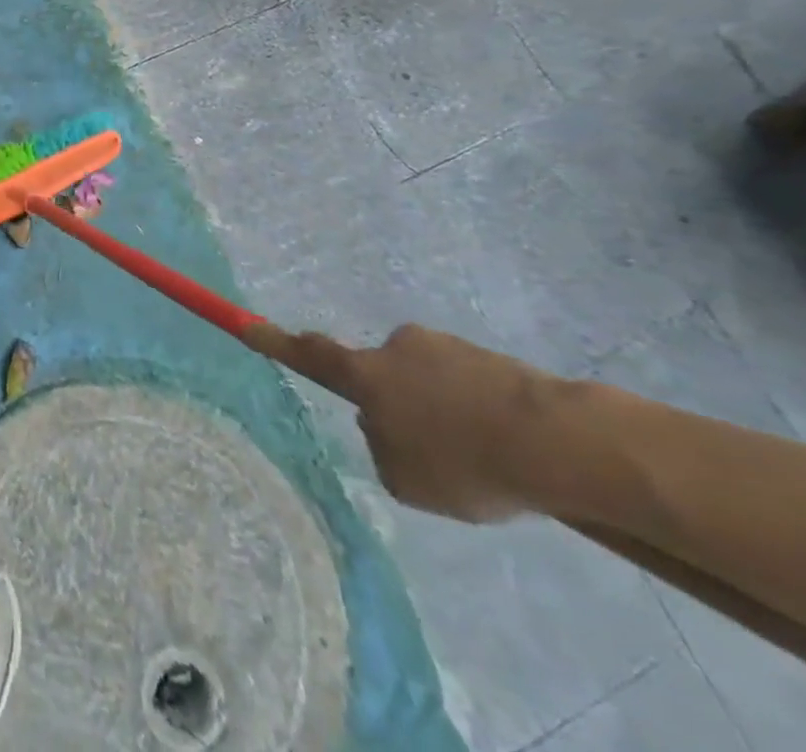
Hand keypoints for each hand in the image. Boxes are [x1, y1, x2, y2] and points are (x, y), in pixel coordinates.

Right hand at [250, 321, 565, 522]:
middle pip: (385, 374)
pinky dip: (482, 416)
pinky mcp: (492, 359)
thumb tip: (389, 428)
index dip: (276, 341)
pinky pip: (472, 388)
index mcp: (367, 375)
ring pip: (431, 383)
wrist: (559, 442)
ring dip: (447, 413)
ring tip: (487, 461)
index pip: (311, 354)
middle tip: (434, 450)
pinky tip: (514, 454)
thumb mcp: (407, 480)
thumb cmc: (465, 462)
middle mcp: (398, 348)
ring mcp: (447, 347)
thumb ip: (383, 449)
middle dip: (402, 404)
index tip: (247, 324)